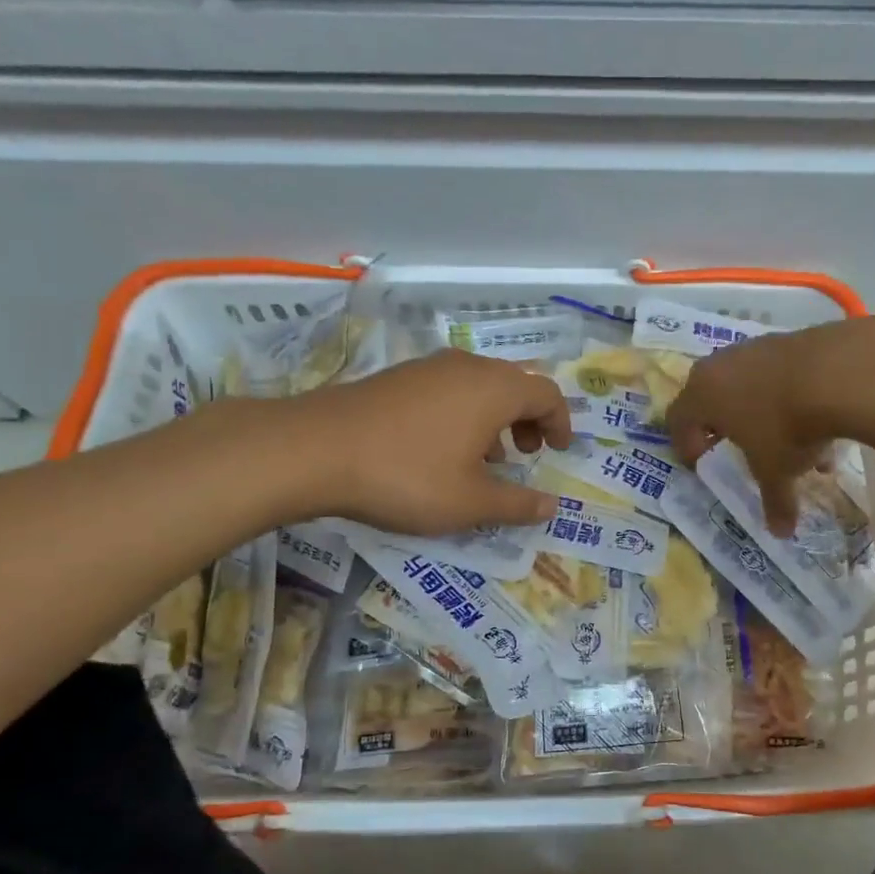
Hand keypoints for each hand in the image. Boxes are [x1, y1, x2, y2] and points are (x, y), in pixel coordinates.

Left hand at [264, 351, 572, 532]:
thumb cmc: (407, 476)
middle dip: (529, 419)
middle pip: (515, 384)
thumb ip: (517, 504)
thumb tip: (551, 505)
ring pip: (480, 386)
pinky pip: (449, 389)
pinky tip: (443, 450)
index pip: (547, 394)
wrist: (314, 450)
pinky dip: (464, 414)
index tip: (560, 451)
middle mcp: (467, 368)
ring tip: (487, 458)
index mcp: (494, 390)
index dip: (560, 423)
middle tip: (527, 455)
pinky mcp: (397, 378)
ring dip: (496, 418)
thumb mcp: (470, 502)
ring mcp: (428, 368)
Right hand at [666, 317, 874, 534]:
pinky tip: (818, 420)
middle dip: (723, 425)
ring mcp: (756, 347)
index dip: (685, 445)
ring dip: (762, 412)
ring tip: (790, 443)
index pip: (677, 419)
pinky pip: (779, 373)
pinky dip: (789, 396)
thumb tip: (780, 533)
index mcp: (701, 395)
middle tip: (736, 446)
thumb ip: (774, 501)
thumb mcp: (777, 471)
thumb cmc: (786, 428)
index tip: (700, 464)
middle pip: (710, 396)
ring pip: (749, 384)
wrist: (838, 373)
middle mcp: (721, 366)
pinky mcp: (789, 338)